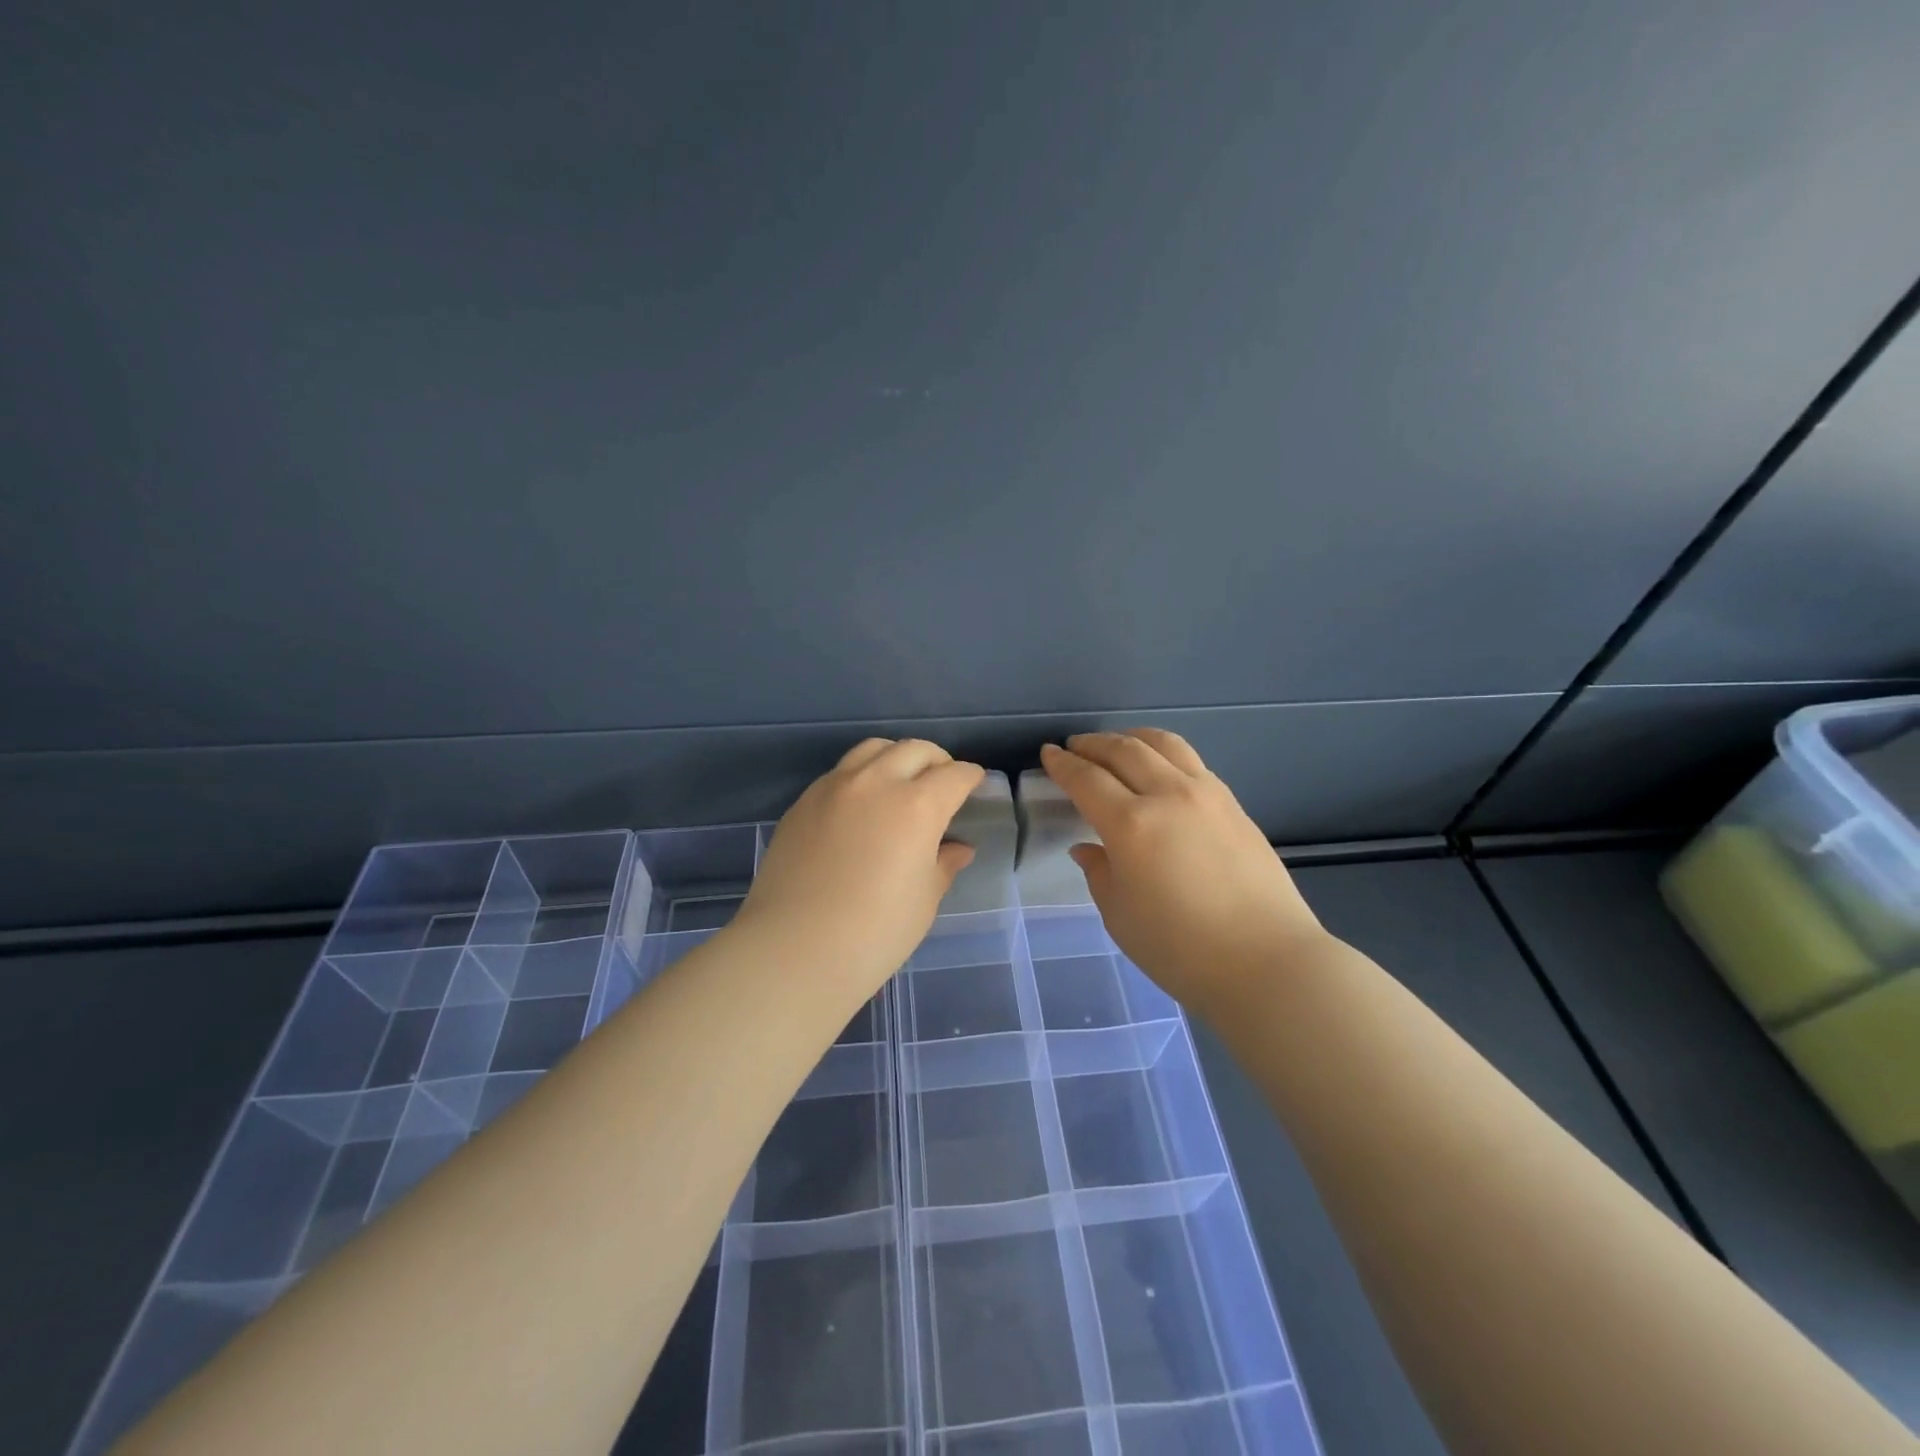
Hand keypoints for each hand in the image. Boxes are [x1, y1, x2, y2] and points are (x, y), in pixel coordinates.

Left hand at [735, 738, 984, 992]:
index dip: (970, 778)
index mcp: (917, 806)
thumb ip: (943, 865)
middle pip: (914, 750)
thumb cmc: (875, 933)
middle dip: (936, 761)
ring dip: (896, 758)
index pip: (954, 775)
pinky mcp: (803, 802)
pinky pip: (840, 772)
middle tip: (942, 783)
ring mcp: (833, 788)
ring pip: (873, 749)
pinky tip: (861, 806)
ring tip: (900, 783)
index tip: (974, 785)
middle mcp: (876, 783)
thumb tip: (958, 849)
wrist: (793, 950)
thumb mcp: (923, 901)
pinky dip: (861, 776)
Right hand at [1041, 730, 1326, 1012]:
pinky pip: (1192, 762)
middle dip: (1093, 744)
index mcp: (1131, 824)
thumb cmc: (1181, 949)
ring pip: (1164, 744)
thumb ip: (1099, 873)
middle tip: (1075, 746)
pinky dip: (1164, 754)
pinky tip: (1160, 769)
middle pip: (1124, 750)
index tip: (1048, 753)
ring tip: (1117, 744)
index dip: (1063, 764)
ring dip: (1132, 738)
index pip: (1087, 780)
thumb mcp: (1120, 916)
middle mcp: (1168, 795)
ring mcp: (1207, 795)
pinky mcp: (1234, 805)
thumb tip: (1088, 848)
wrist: (1267, 962)